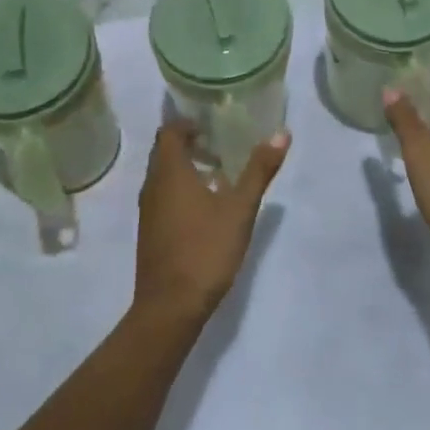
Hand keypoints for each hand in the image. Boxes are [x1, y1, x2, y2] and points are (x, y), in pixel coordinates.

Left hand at [133, 120, 287, 324]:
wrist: (170, 307)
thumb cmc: (205, 250)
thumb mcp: (240, 208)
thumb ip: (259, 170)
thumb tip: (281, 132)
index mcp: (170, 172)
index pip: (170, 132)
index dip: (188, 122)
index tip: (212, 123)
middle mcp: (153, 186)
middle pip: (165, 152)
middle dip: (190, 144)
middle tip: (221, 144)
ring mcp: (148, 211)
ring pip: (163, 176)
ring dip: (186, 168)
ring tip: (219, 173)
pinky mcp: (150, 231)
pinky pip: (163, 196)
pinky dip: (181, 190)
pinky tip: (206, 207)